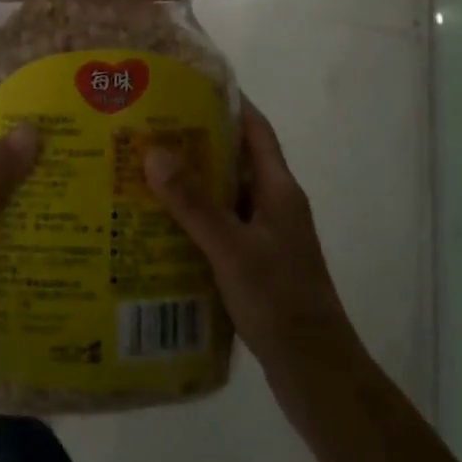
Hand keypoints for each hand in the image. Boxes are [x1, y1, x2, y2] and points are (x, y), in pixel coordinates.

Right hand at [144, 101, 366, 423]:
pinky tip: (160, 228)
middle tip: (149, 130)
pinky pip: (221, 228)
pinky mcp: (256, 265)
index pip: (255, 129)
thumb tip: (155, 151)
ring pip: (225, 196)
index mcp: (278, 189)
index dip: (227, 102)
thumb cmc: (281, 302)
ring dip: (191, 184)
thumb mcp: (232, 249)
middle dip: (196, 142)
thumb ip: (194, 203)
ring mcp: (267, 237)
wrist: (317, 376)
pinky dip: (194, 221)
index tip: (188, 85)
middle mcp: (274, 205)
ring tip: (144, 173)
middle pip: (235, 160)